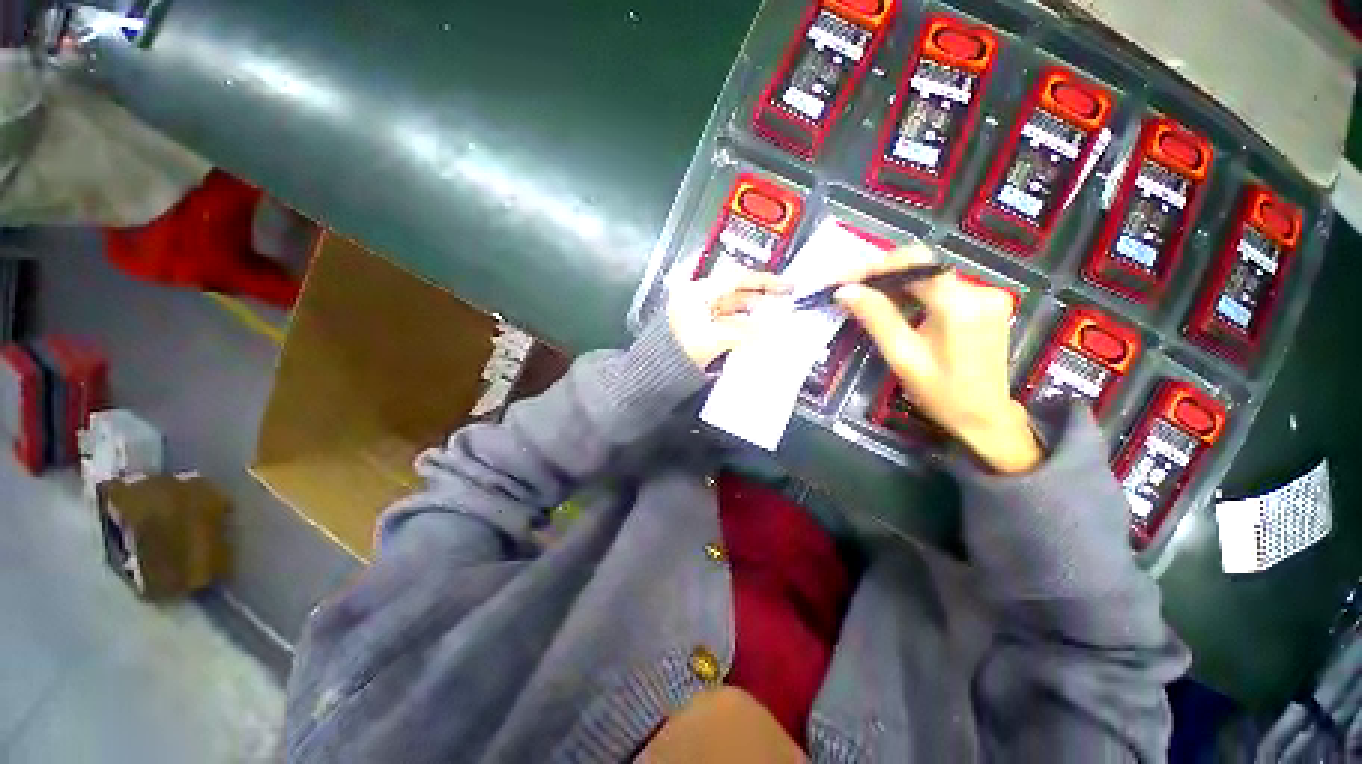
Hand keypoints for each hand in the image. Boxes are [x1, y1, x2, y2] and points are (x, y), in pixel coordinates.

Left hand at [667, 269, 790, 369]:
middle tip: (784, 300)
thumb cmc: (675, 354)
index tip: (784, 285)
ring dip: (754, 312)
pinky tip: (757, 331)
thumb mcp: (713, 340)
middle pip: (737, 292)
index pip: (736, 278)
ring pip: (734, 307)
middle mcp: (698, 298)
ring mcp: (700, 313)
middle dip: (762, 296)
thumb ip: (744, 333)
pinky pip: (729, 321)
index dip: (763, 281)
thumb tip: (767, 330)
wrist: (657, 373)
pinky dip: (744, 325)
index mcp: (697, 293)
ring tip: (775, 318)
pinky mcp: (703, 328)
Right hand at [835, 244, 1042, 473]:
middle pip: (921, 266)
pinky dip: (911, 292)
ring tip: (861, 294)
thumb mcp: (903, 356)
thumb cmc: (941, 393)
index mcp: (960, 304)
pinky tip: (890, 303)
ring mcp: (986, 294)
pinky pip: (939, 287)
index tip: (843, 278)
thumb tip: (846, 291)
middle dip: (880, 273)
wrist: (984, 417)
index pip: (915, 264)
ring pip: (928, 276)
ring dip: (893, 282)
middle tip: (846, 286)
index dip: (875, 266)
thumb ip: (876, 318)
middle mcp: (979, 290)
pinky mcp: (984, 302)